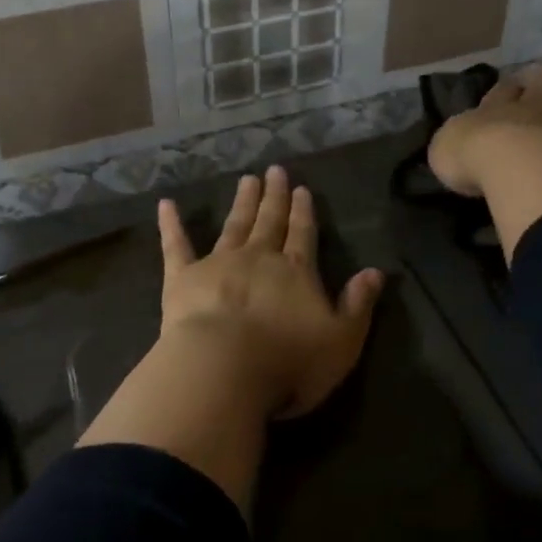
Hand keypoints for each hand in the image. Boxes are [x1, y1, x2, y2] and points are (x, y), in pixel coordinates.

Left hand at [156, 165, 383, 418]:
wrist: (224, 369)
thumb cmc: (288, 362)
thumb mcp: (341, 340)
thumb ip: (358, 305)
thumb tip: (376, 272)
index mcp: (296, 272)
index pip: (303, 234)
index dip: (304, 212)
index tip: (302, 189)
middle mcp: (258, 258)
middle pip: (269, 221)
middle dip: (274, 197)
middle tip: (275, 171)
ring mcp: (219, 263)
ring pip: (233, 225)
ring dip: (242, 202)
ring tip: (246, 180)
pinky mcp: (182, 278)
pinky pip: (176, 246)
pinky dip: (171, 224)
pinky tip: (166, 204)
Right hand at [427, 66, 541, 261]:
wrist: (508, 162)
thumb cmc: (470, 159)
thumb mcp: (444, 152)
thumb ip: (452, 144)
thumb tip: (457, 143)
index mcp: (490, 114)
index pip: (499, 95)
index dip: (506, 87)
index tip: (512, 79)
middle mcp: (527, 112)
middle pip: (536, 90)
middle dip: (540, 79)